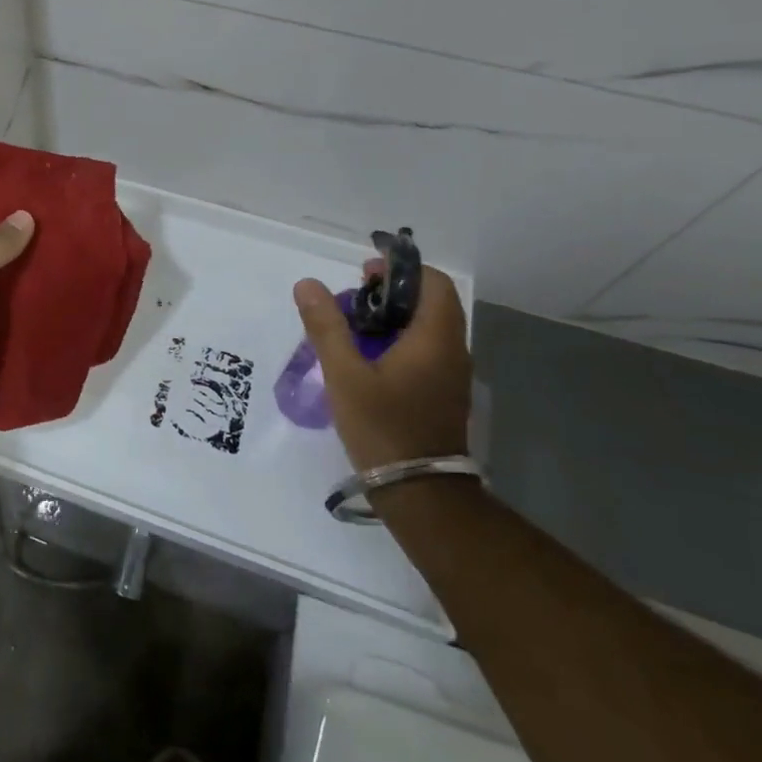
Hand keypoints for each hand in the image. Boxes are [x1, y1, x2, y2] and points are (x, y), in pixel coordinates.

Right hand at [294, 264, 471, 472]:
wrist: (419, 491)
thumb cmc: (383, 426)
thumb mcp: (344, 374)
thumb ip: (326, 326)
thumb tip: (308, 284)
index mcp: (435, 339)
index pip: (433, 283)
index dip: (400, 270)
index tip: (364, 274)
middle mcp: (452, 350)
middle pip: (430, 302)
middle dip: (391, 292)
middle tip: (352, 300)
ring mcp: (451, 374)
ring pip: (427, 326)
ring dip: (393, 317)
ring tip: (352, 327)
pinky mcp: (442, 392)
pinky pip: (425, 349)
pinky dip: (398, 339)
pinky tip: (366, 357)